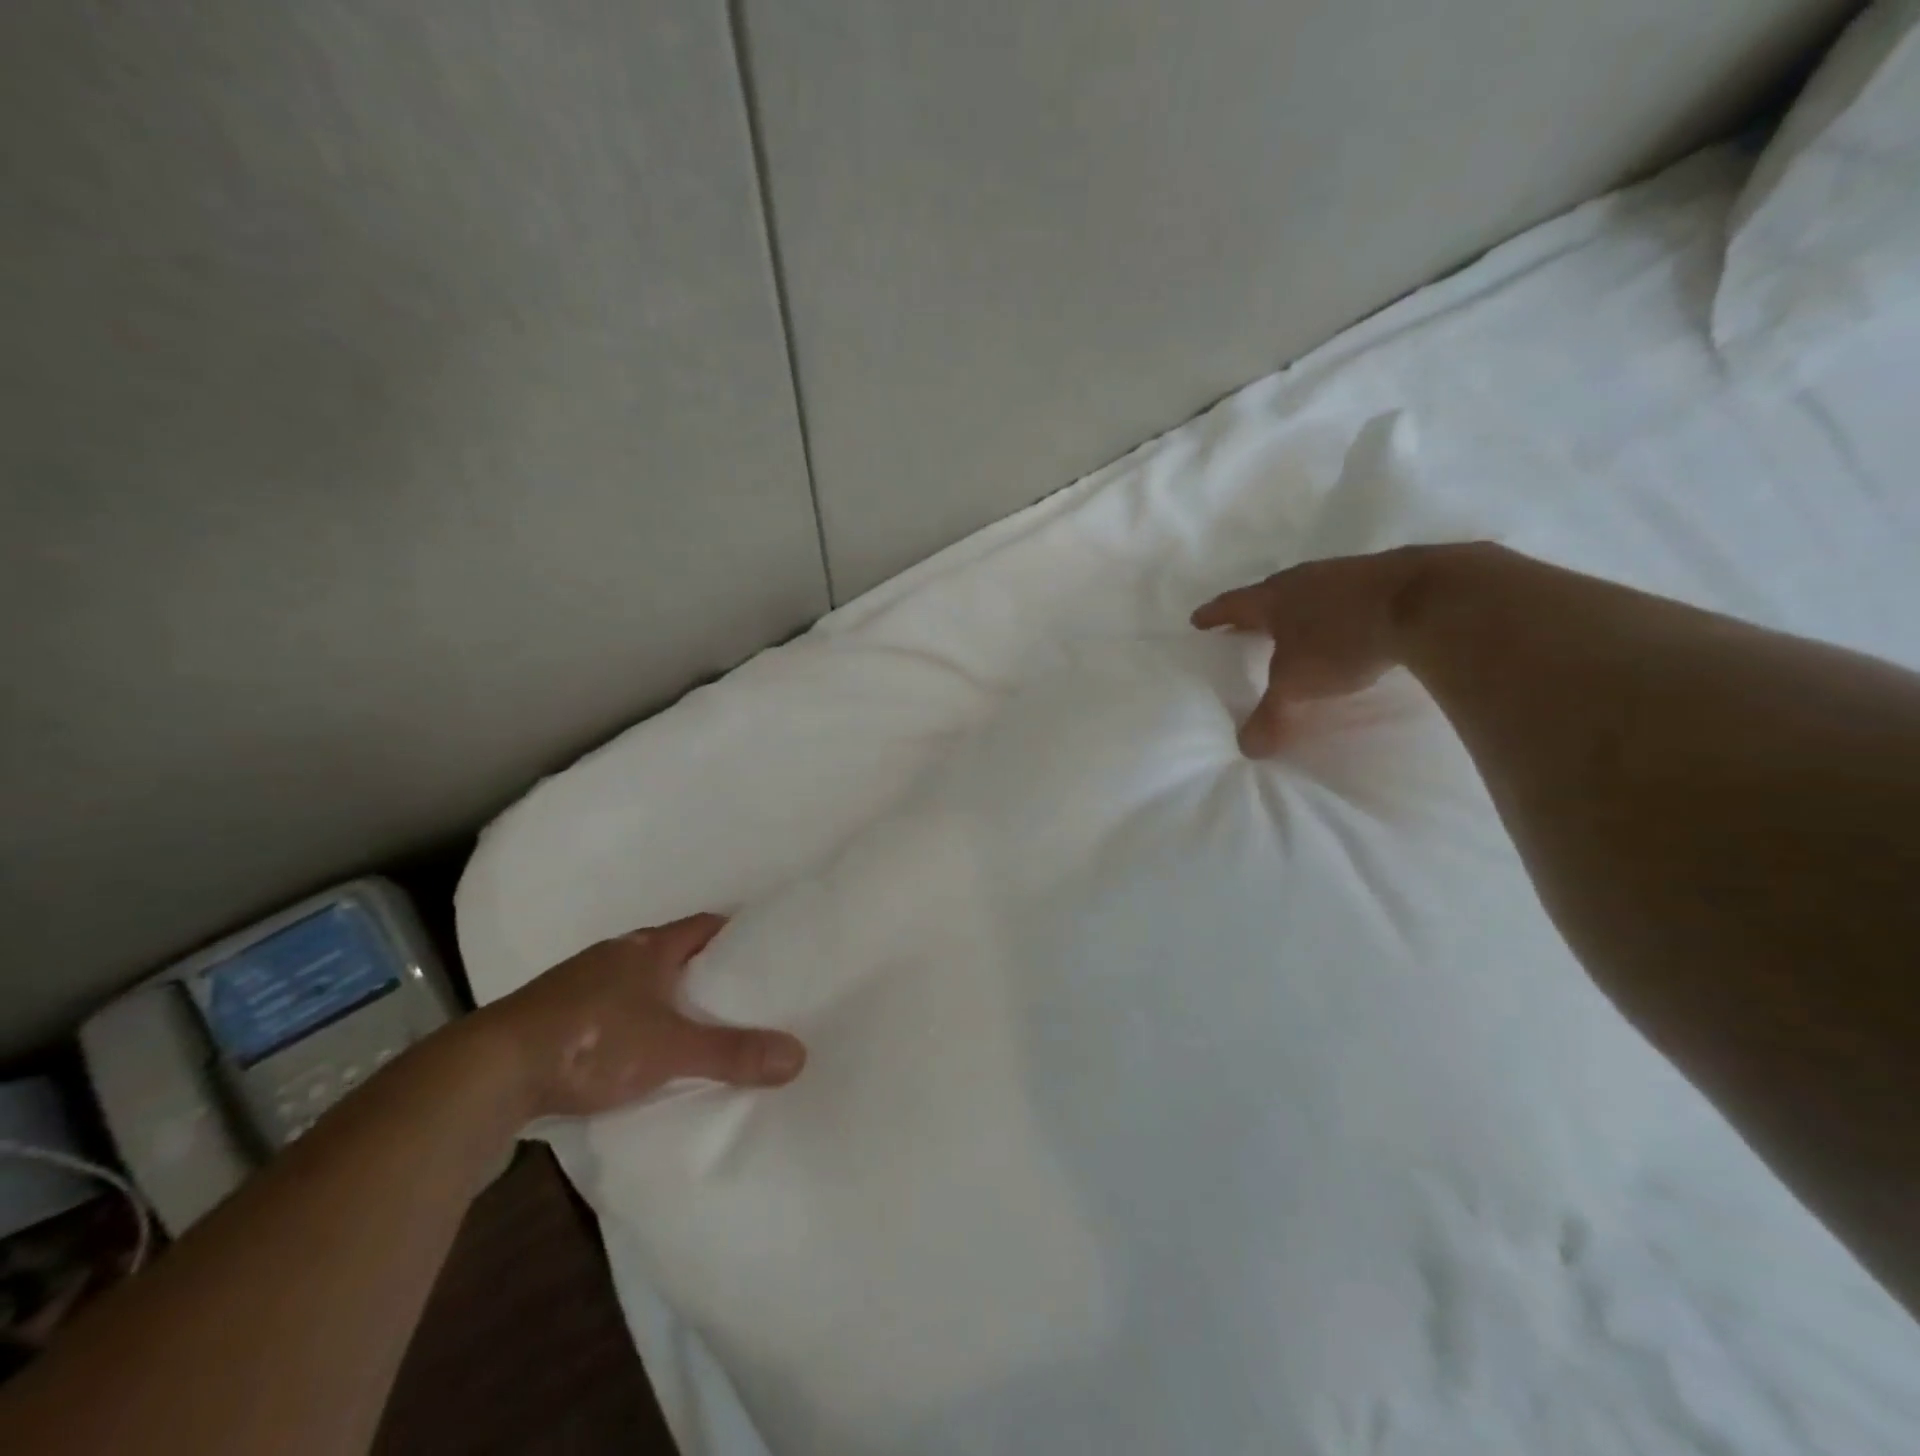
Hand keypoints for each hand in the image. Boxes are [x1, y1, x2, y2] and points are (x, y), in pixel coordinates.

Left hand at [475, 912, 805, 1120]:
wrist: (489, 1071)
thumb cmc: (593, 1040)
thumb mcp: (671, 1048)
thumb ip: (732, 1053)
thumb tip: (799, 1056)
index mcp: (649, 947)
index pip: (705, 925)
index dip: (735, 934)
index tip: (764, 952)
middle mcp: (616, 953)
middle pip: (673, 950)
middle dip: (703, 968)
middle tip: (740, 992)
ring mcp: (581, 981)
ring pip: (638, 978)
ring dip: (664, 993)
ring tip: (695, 1021)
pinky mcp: (555, 1013)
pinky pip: (609, 1004)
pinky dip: (632, 1017)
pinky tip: (637, 1046)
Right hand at [1191, 546, 1447, 755]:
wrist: (1427, 602)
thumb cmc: (1342, 640)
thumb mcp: (1297, 685)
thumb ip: (1270, 715)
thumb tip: (1246, 749)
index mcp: (1275, 599)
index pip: (1233, 605)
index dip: (1214, 615)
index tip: (1198, 620)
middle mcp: (1305, 579)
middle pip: (1271, 592)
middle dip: (1256, 610)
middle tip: (1245, 624)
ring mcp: (1347, 572)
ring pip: (1312, 590)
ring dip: (1301, 606)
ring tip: (1298, 625)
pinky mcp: (1388, 575)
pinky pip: (1350, 593)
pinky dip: (1340, 607)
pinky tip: (1350, 621)